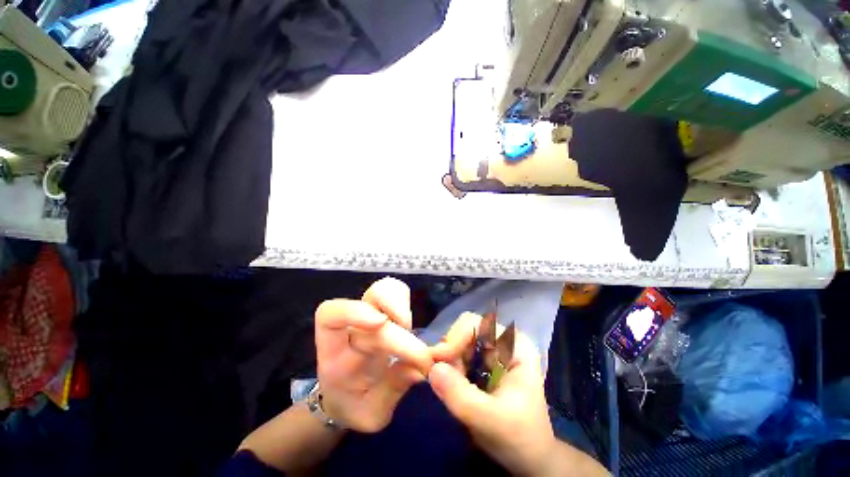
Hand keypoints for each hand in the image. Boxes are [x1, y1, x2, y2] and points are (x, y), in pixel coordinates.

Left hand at [315, 277, 432, 432]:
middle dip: (397, 312)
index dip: (355, 311)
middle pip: (371, 295)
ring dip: (402, 302)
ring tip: (408, 328)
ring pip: (384, 288)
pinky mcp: (383, 314)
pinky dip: (405, 302)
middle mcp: (353, 327)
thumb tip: (423, 368)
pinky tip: (408, 325)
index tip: (382, 323)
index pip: (330, 315)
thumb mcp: (371, 414)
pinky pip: (395, 295)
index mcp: (335, 352)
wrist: (345, 400)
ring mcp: (369, 317)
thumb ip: (393, 390)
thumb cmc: (353, 406)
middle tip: (413, 340)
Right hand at [428, 312, 558, 475]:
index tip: (438, 363)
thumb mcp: (490, 420)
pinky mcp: (481, 361)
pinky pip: (456, 355)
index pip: (475, 324)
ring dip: (447, 363)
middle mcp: (501, 339)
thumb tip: (432, 369)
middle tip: (442, 379)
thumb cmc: (518, 437)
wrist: (527, 457)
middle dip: (450, 353)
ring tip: (451, 387)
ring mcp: (490, 349)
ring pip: (457, 342)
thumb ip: (461, 395)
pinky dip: (448, 368)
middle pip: (463, 330)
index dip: (454, 338)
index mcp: (513, 344)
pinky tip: (452, 386)